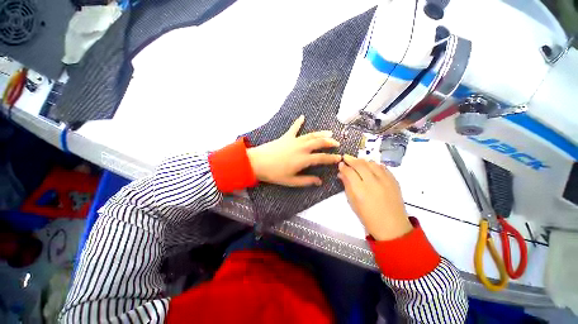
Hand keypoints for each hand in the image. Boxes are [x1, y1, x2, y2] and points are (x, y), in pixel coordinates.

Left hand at [247, 115, 341, 186]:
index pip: (322, 158)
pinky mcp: (286, 136)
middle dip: (330, 142)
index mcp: (304, 159)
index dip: (332, 158)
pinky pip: (294, 128)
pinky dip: (298, 122)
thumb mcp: (291, 181)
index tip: (339, 158)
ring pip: (311, 135)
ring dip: (321, 133)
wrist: (258, 162)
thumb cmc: (274, 173)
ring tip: (329, 132)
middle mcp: (302, 148)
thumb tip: (319, 182)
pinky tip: (302, 117)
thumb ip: (306, 181)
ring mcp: (294, 140)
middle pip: (319, 143)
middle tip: (336, 143)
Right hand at [338, 155, 411, 240]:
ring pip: (372, 164)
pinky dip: (375, 165)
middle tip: (346, 157)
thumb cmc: (368, 217)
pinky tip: (370, 166)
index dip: (344, 166)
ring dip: (363, 161)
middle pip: (360, 165)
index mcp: (360, 190)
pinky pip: (383, 167)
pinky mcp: (394, 181)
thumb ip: (347, 186)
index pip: (349, 172)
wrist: (392, 227)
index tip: (340, 164)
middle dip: (352, 159)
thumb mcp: (353, 203)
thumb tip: (341, 173)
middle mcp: (373, 183)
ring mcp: (385, 181)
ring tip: (357, 161)